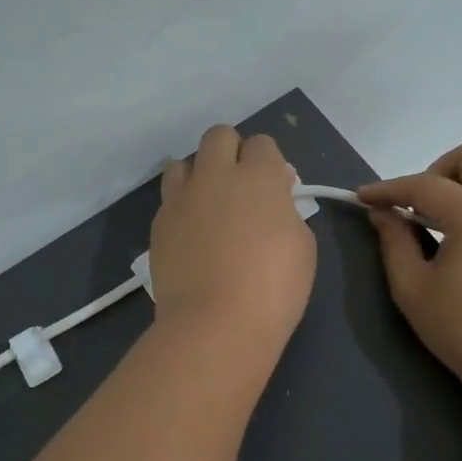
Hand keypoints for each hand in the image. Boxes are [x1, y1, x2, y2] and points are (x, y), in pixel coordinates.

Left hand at [151, 126, 316, 351]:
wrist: (215, 323)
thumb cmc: (273, 288)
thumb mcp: (302, 246)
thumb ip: (287, 211)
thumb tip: (273, 200)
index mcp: (258, 177)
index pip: (262, 144)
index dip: (270, 163)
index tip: (277, 189)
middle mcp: (215, 176)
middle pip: (219, 137)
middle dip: (232, 152)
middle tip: (241, 188)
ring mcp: (181, 198)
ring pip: (183, 162)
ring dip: (199, 174)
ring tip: (209, 205)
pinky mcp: (159, 223)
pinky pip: (169, 198)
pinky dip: (182, 205)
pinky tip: (192, 233)